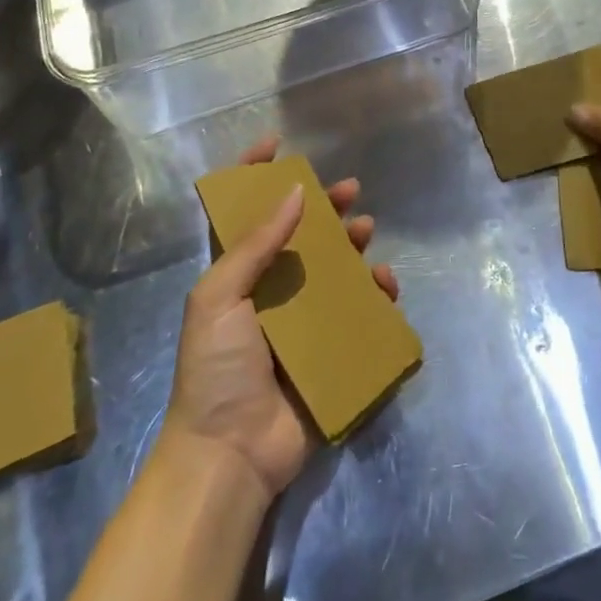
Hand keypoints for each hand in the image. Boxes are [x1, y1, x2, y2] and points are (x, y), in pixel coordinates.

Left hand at [161, 136, 399, 501]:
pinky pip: (360, 313)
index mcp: (238, 276)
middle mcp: (272, 291)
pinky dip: (376, 295)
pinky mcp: (330, 350)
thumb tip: (294, 192)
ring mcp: (303, 321)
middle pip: (302, 235)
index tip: (276, 145)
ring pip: (336, 268)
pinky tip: (385, 284)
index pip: (245, 215)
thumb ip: (255, 245)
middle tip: (350, 190)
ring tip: (366, 232)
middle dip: (325, 207)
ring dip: (354, 245)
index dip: (254, 176)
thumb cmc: (215, 369)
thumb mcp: (219, 297)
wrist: (231, 455)